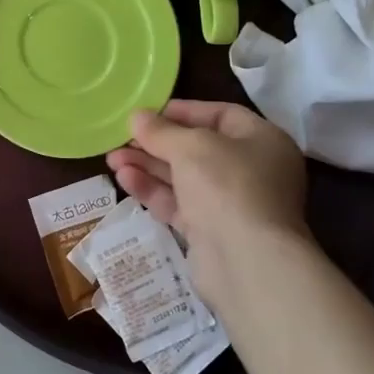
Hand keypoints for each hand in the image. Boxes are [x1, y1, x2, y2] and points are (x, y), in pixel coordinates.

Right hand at [106, 100, 315, 318]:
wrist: (247, 262)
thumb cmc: (228, 186)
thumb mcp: (191, 146)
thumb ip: (161, 130)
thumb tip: (137, 117)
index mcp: (262, 140)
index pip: (220, 115)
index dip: (182, 111)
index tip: (146, 112)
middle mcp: (251, 169)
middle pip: (197, 148)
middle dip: (156, 143)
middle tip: (121, 138)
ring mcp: (231, 203)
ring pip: (183, 177)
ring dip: (148, 166)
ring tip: (111, 159)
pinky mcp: (212, 231)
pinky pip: (179, 203)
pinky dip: (153, 190)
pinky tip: (124, 179)